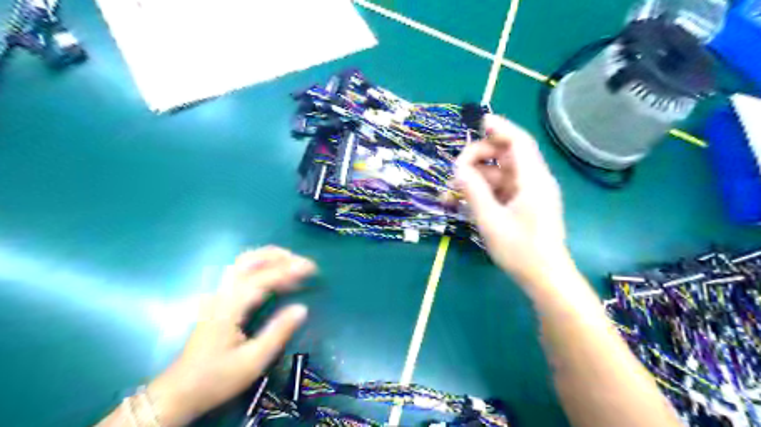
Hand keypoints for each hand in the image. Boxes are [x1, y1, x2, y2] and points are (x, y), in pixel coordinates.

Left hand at [148, 248, 315, 426]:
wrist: (180, 392)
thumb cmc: (217, 378)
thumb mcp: (253, 362)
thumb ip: (278, 332)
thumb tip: (302, 308)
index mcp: (230, 307)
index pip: (262, 278)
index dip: (289, 270)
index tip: (312, 267)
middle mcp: (222, 294)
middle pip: (248, 260)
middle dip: (278, 255)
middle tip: (303, 262)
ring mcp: (218, 294)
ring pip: (243, 262)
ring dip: (269, 257)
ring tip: (292, 263)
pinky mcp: (219, 299)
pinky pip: (242, 272)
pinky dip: (261, 266)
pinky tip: (274, 274)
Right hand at [455, 115, 566, 284]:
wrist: (545, 278)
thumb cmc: (520, 250)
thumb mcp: (490, 220)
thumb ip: (473, 191)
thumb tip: (458, 169)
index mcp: (533, 180)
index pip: (518, 142)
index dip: (500, 128)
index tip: (479, 123)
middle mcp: (535, 181)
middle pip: (507, 156)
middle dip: (480, 158)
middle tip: (457, 171)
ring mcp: (530, 194)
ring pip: (502, 174)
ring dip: (478, 178)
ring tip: (455, 191)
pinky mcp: (525, 205)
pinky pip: (502, 189)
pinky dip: (485, 191)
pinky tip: (467, 201)